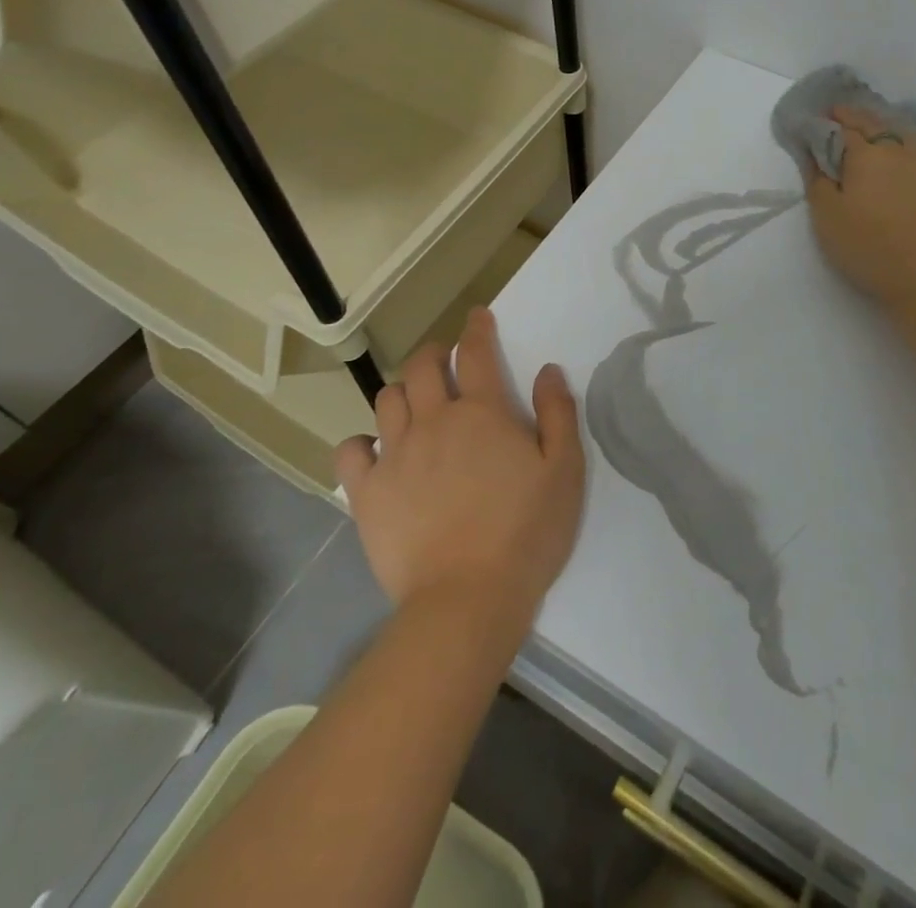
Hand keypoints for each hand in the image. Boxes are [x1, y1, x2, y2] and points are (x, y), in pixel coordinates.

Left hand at [335, 308, 583, 637]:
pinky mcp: (367, 493)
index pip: (475, 352)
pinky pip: (351, 451)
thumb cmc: (526, 532)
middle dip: (433, 353)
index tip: (476, 316)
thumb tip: (547, 370)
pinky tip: (375, 452)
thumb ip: (558, 414)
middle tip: (444, 361)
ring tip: (413, 405)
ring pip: (386, 401)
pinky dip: (361, 444)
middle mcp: (433, 421)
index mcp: (482, 412)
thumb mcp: (565, 471)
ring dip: (401, 392)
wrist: (467, 599)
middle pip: (421, 367)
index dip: (476, 328)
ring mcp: (395, 455)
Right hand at [807, 105, 915, 312]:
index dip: (827, 122)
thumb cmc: (868, 246)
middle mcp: (899, 152)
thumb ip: (817, 180)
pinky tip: (900, 163)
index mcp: (867, 155)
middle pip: (875, 124)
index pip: (843, 128)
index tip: (816, 119)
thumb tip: (813, 153)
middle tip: (839, 115)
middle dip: (854, 117)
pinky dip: (903, 150)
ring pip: (902, 136)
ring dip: (882, 129)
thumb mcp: (827, 217)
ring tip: (871, 133)